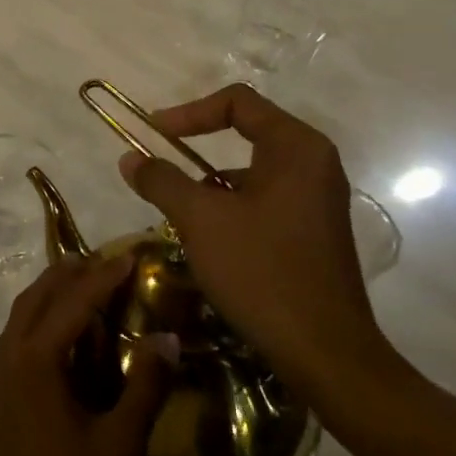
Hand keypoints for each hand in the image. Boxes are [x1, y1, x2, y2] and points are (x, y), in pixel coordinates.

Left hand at [0, 253, 173, 455]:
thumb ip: (144, 387)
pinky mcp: (0, 390)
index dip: (104, 277)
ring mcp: (0, 372)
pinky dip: (42, 315)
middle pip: (39, 295)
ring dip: (52, 290)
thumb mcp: (120, 445)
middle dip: (71, 272)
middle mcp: (12, 353)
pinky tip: (65, 330)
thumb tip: (167, 337)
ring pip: (24, 312)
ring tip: (85, 282)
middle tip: (106, 260)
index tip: (131, 257)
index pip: (74, 301)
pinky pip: (19, 332)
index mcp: (38, 358)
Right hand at [117, 83, 389, 402]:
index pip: (238, 102)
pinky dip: (231, 207)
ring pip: (252, 171)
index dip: (189, 112)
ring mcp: (318, 199)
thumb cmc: (262, 272)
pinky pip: (265, 200)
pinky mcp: (314, 231)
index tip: (154, 134)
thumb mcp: (200, 220)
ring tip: (178, 213)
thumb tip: (130, 158)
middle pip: (246, 132)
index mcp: (296, 148)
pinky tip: (209, 241)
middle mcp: (315, 164)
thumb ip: (161, 180)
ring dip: (210, 183)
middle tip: (161, 166)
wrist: (325, 353)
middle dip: (196, 148)